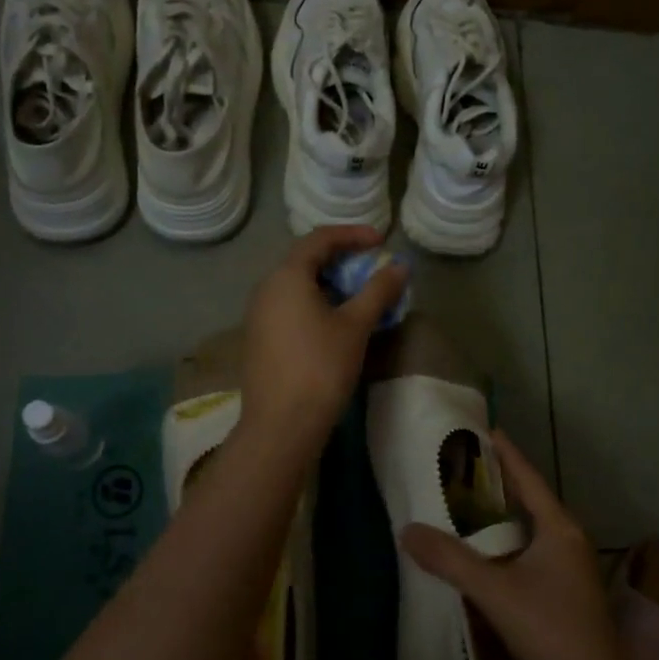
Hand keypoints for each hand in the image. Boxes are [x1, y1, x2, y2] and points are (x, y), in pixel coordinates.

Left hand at [241, 226, 409, 448]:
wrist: (281, 425)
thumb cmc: (321, 367)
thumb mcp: (356, 326)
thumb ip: (378, 290)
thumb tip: (400, 266)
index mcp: (286, 276)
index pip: (319, 238)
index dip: (353, 234)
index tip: (381, 241)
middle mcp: (266, 288)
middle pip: (305, 260)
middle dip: (342, 260)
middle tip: (371, 270)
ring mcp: (258, 315)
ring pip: (297, 286)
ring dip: (329, 284)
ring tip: (359, 298)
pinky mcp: (259, 339)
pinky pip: (289, 307)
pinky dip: (314, 304)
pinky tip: (334, 325)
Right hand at [400, 432, 628, 659]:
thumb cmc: (549, 630)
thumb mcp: (495, 591)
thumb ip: (450, 560)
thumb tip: (407, 531)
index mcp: (558, 528)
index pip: (527, 477)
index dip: (505, 452)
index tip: (482, 429)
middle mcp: (568, 539)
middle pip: (530, 498)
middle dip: (499, 480)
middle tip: (463, 464)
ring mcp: (570, 566)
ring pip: (531, 526)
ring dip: (503, 513)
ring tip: (467, 502)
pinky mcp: (566, 590)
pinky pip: (532, 549)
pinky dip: (508, 540)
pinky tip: (486, 552)